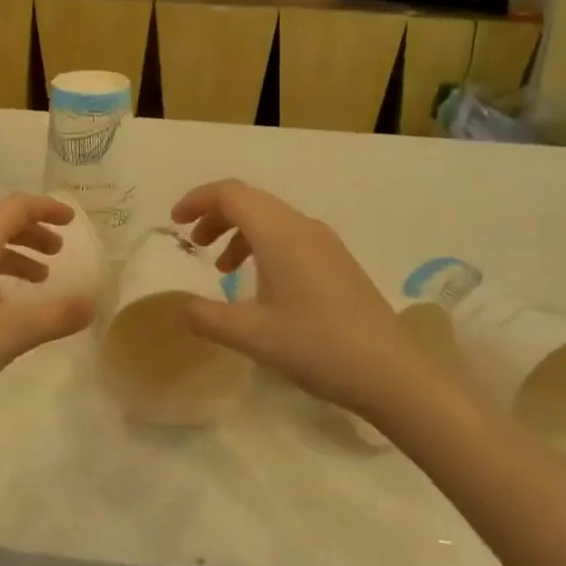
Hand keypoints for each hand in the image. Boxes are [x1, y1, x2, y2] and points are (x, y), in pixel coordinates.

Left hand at [0, 193, 95, 421]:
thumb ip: (56, 316)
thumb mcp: (13, 332)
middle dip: (33, 232)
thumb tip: (91, 306)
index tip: (72, 221)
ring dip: (15, 253)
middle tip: (59, 252)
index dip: (47, 209)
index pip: (16, 207)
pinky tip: (4, 302)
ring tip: (40, 279)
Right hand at [171, 179, 423, 417]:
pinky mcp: (337, 261)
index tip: (174, 222)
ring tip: (221, 268)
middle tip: (192, 244)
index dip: (197, 200)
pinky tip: (260, 285)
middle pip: (250, 200)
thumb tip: (176, 309)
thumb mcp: (252, 335)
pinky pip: (289, 236)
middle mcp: (302, 226)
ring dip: (239, 232)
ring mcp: (324, 242)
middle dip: (215, 215)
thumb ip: (206, 318)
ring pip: (271, 218)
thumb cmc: (316, 345)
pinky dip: (263, 246)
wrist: (392, 372)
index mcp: (279, 233)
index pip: (230, 194)